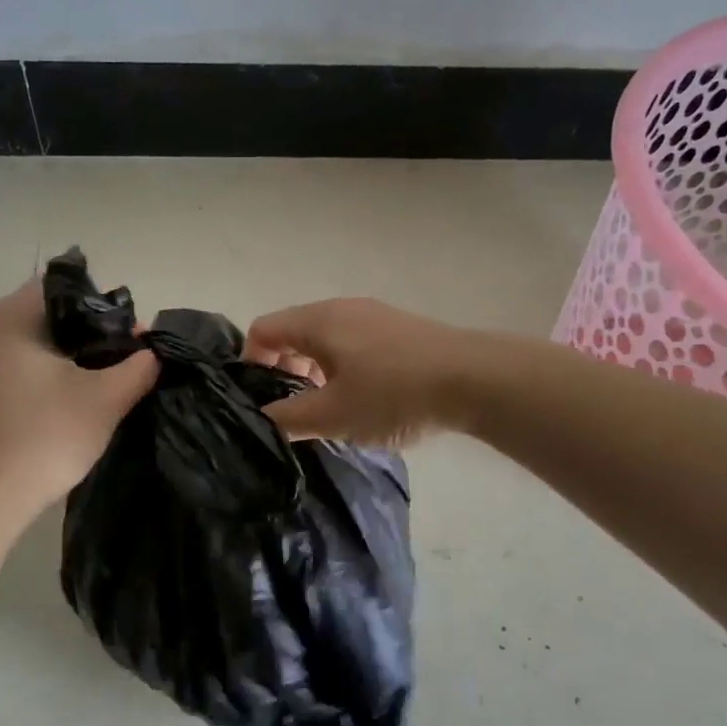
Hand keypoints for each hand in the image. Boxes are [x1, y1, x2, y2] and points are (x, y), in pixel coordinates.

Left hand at [0, 278, 158, 516]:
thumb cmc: (45, 436)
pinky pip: (32, 365)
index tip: (134, 333)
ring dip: (81, 354)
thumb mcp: (105, 399)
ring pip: (46, 341)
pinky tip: (85, 396)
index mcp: (11, 317)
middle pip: (56, 313)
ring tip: (116, 377)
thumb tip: (154, 351)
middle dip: (98, 330)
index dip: (107, 304)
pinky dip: (60, 372)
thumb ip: (138, 367)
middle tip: (132, 356)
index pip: (67, 286)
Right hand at [244, 297, 468, 446]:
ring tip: (332, 408)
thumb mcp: (332, 415)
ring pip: (326, 339)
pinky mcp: (400, 329)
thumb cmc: (393, 394)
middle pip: (294, 331)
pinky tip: (367, 398)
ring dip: (316, 371)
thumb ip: (288, 418)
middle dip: (285, 369)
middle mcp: (342, 308)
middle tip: (297, 408)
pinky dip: (345, 367)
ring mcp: (375, 315)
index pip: (263, 329)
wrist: (475, 379)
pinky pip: (355, 343)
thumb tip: (261, 417)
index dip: (251, 363)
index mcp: (318, 321)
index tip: (263, 399)